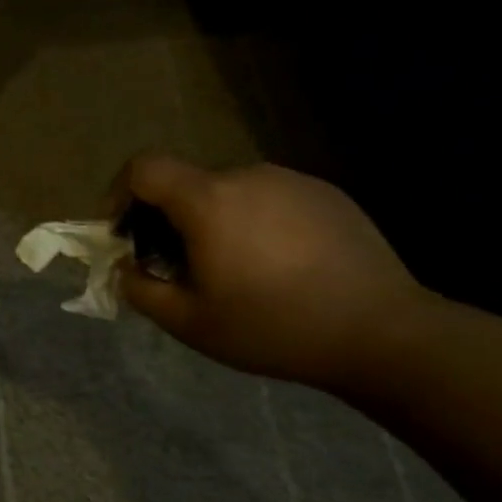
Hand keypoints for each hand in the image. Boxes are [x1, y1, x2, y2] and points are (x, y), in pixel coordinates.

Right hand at [110, 155, 433, 391]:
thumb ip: (140, 290)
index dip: (119, 193)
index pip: (144, 168)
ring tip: (233, 271)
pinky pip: (269, 199)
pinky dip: (254, 223)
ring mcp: (292, 182)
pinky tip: (277, 267)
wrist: (383, 333)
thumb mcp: (188, 322)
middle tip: (177, 267)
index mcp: (208, 200)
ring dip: (213, 222)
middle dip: (167, 219)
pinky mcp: (327, 195)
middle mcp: (247, 176)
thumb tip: (124, 268)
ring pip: (229, 193)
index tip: (122, 233)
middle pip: (186, 184)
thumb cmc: (272, 327)